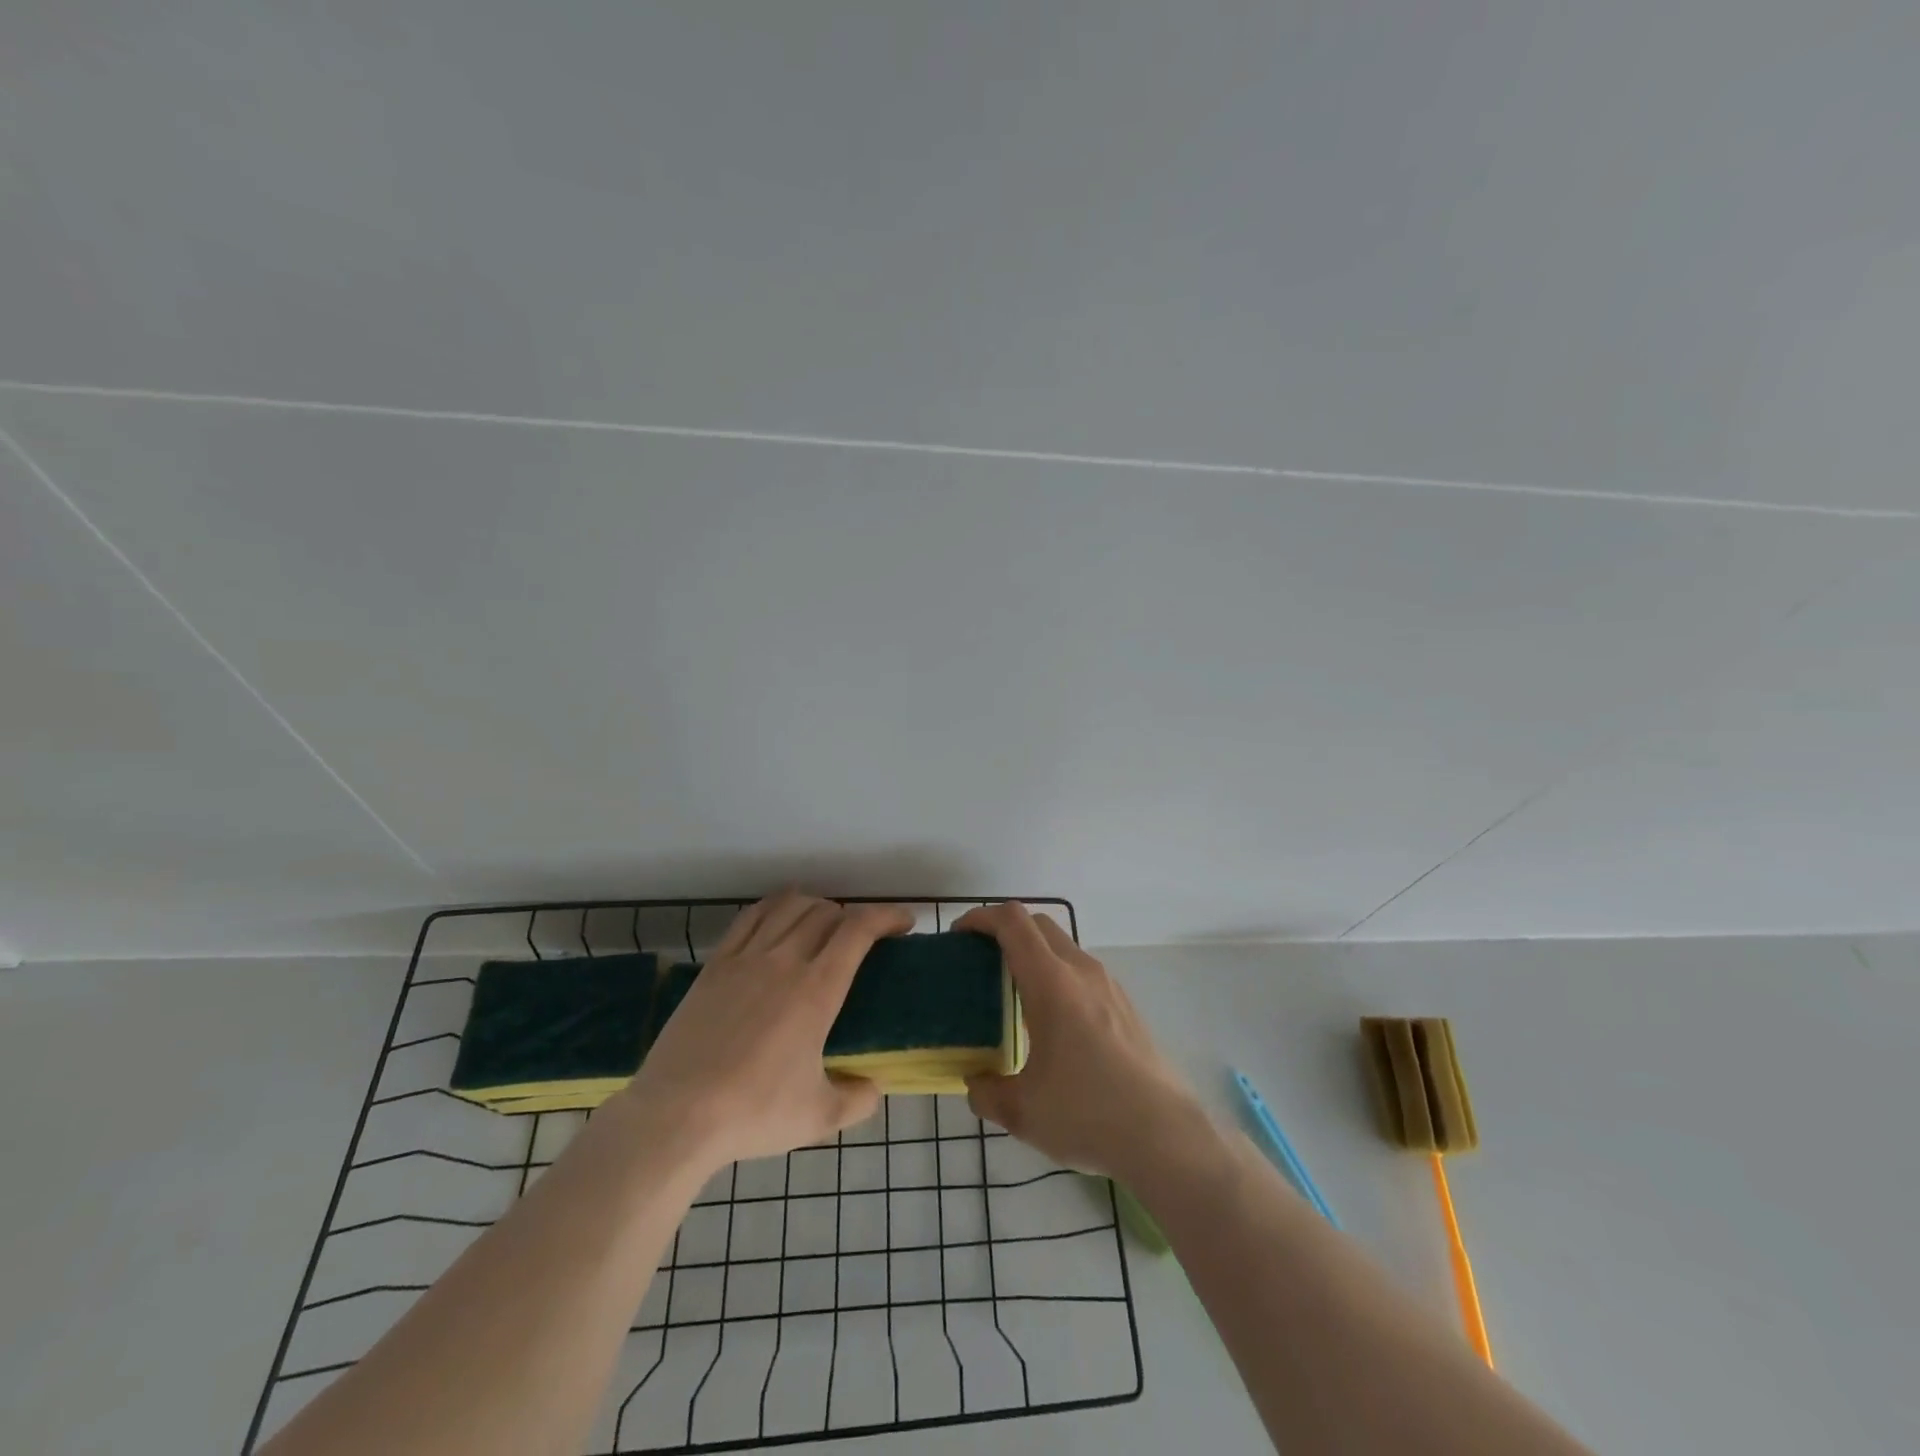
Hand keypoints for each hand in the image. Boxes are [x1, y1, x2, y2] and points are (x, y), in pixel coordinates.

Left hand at [619, 893, 911, 1170]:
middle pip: (827, 912)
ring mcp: (745, 958)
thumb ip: (858, 1099)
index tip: (904, 923)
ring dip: (816, 906)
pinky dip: (774, 908)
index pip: (859, 929)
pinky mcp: (715, 965)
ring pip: (789, 906)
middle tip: (864, 938)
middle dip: (854, 916)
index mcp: (817, 989)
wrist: (676, 1117)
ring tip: (824, 923)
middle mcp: (784, 960)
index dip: (887, 915)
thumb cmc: (754, 1113)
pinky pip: (750, 918)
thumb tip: (874, 1086)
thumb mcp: (819, 1117)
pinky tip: (779, 919)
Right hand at [957, 901, 1208, 1182]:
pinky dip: (1057, 974)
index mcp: (1052, 983)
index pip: (1013, 922)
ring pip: (1063, 946)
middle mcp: (1082, 971)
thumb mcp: (1022, 1111)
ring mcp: (1109, 985)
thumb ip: (986, 1092)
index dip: (981, 918)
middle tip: (980, 961)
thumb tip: (975, 1082)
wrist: (1166, 1136)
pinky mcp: (1125, 1004)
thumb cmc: (1088, 1114)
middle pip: (1038, 924)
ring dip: (1033, 953)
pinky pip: (1082, 971)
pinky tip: (1052, 1021)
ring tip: (1012, 993)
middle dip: (1004, 930)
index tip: (959, 936)